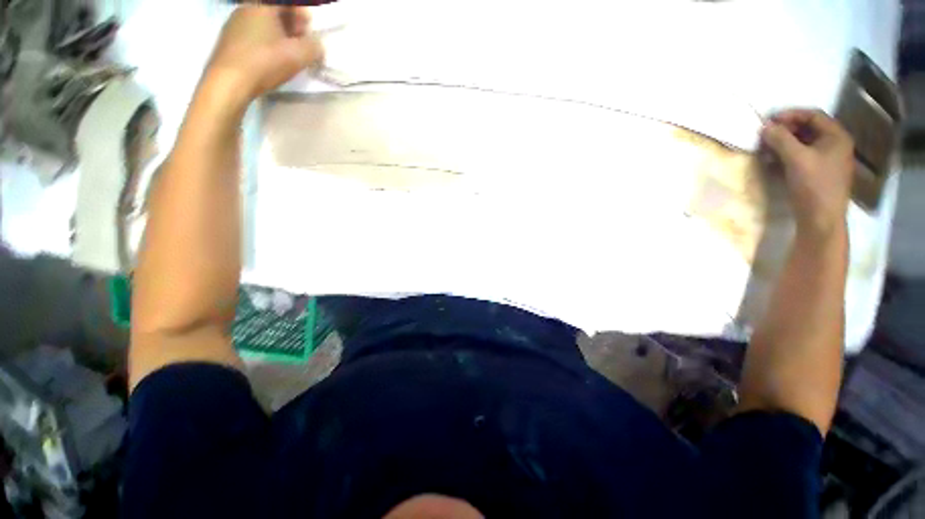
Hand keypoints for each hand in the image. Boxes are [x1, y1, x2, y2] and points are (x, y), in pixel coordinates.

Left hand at [204, 6, 323, 107]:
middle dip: (292, 25)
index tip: (309, 30)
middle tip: (301, 43)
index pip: (289, 3)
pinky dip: (266, 42)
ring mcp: (234, 23)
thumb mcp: (299, 56)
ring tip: (288, 55)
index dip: (303, 14)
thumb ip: (314, 47)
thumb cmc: (264, 62)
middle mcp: (246, 8)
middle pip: (275, 11)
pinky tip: (270, 59)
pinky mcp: (229, 40)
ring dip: (280, 35)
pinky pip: (253, 34)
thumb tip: (317, 46)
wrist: (228, 82)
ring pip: (264, 23)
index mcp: (263, 5)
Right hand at [761, 109, 854, 237]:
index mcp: (836, 137)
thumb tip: (765, 127)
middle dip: (784, 130)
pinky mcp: (816, 173)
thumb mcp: (796, 159)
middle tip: (764, 136)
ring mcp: (826, 160)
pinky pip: (800, 157)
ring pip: (802, 144)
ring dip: (782, 144)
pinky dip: (785, 156)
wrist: (821, 219)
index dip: (790, 115)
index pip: (812, 115)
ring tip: (765, 150)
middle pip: (807, 129)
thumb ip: (781, 139)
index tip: (768, 121)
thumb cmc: (814, 186)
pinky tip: (772, 162)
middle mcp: (834, 145)